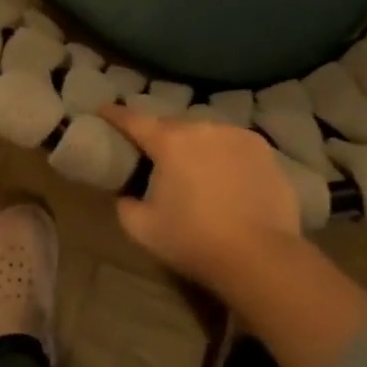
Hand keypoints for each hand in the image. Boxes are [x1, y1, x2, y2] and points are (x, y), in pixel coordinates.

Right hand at [102, 106, 302, 294]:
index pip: (134, 120)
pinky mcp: (263, 150)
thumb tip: (127, 195)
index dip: (115, 114)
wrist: (261, 257)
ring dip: (197, 146)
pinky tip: (229, 179)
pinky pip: (234, 146)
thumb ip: (126, 205)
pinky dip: (226, 156)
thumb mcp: (143, 229)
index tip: (103, 109)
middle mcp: (202, 128)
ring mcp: (237, 135)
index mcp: (169, 141)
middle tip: (157, 157)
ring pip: (206, 134)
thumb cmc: (194, 240)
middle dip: (161, 137)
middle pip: (173, 126)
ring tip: (197, 171)